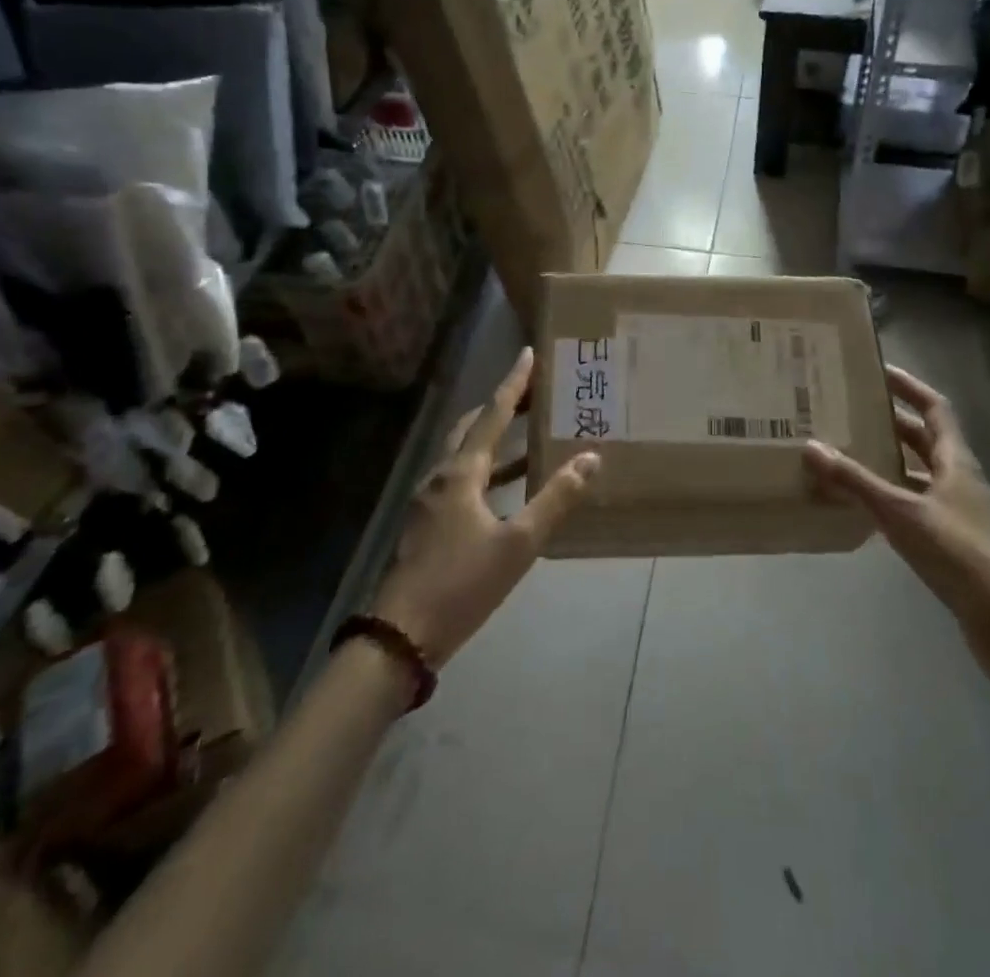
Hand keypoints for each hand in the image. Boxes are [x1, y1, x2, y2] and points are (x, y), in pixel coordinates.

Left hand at [371, 349, 599, 667]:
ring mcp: (429, 501)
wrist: (399, 636)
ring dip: (495, 441)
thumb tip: (590, 458)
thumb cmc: (461, 584)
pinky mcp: (428, 523)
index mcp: (460, 473)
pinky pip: (462, 480)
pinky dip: (487, 470)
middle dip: (501, 407)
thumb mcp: (518, 544)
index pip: (492, 414)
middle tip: (533, 394)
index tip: (528, 353)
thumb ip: (555, 499)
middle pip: (472, 428)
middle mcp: (441, 476)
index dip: (512, 384)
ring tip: (529, 435)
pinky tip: (507, 488)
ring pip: (465, 455)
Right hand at [804, 366, 989, 679]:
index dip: (909, 387)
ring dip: (890, 461)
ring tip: (850, 452)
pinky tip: (865, 505)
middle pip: (925, 439)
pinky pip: (917, 503)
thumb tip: (811, 446)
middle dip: (891, 423)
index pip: (935, 408)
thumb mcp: (900, 512)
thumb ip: (855, 481)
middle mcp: (960, 478)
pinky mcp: (953, 539)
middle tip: (852, 411)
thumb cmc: (956, 552)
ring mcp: (959, 510)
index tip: (879, 371)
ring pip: (920, 472)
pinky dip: (892, 496)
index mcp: (956, 460)